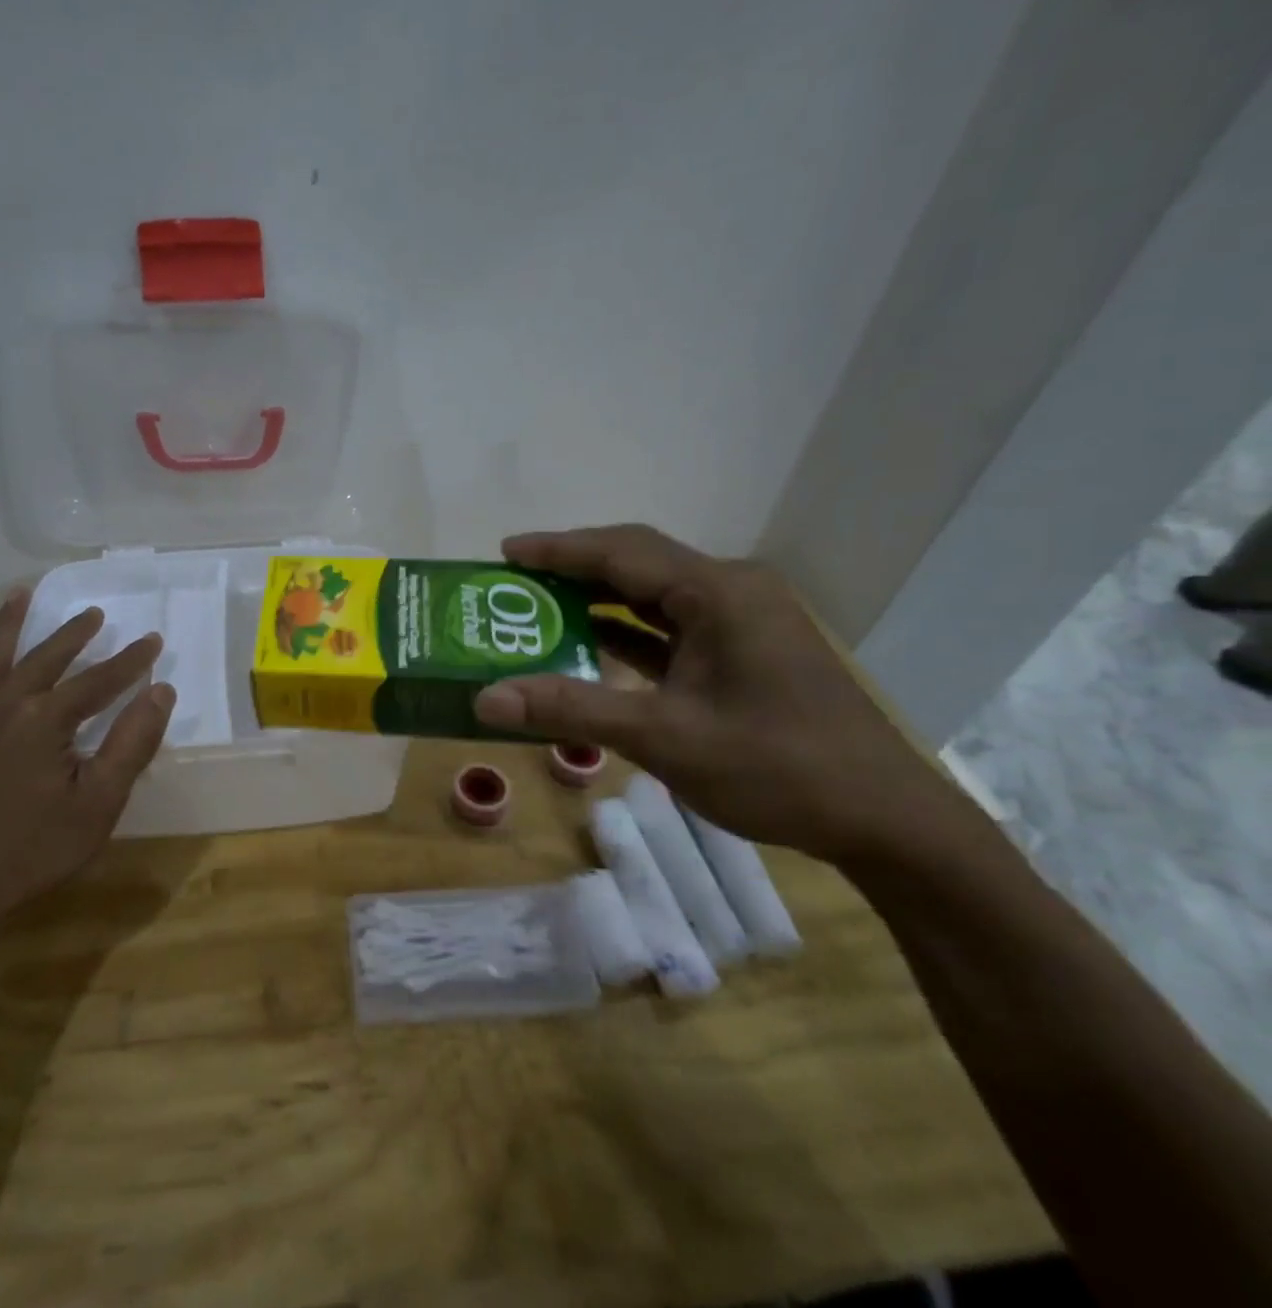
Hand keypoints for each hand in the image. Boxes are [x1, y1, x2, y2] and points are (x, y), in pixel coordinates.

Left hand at [0, 589, 172, 956]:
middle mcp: (6, 705)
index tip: (154, 641)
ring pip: (0, 658)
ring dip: (17, 626)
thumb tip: (160, 692)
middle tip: (97, 614)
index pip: (98, 680)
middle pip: (48, 658)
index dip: (130, 661)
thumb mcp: (97, 803)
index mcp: (44, 719)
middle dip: (76, 635)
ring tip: (24, 595)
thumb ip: (131, 744)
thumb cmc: (32, 851)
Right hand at [472, 525, 979, 866]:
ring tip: (539, 606)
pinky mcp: (743, 651)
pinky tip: (590, 644)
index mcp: (719, 593)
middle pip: (638, 562)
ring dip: (599, 599)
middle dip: (574, 569)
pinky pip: (672, 627)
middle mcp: (731, 591)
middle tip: (515, 580)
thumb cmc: (777, 768)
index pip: (622, 552)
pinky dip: (627, 632)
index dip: (559, 549)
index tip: (505, 551)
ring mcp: (741, 621)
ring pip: (654, 594)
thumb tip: (486, 697)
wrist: (883, 821)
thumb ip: (572, 710)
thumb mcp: (664, 737)